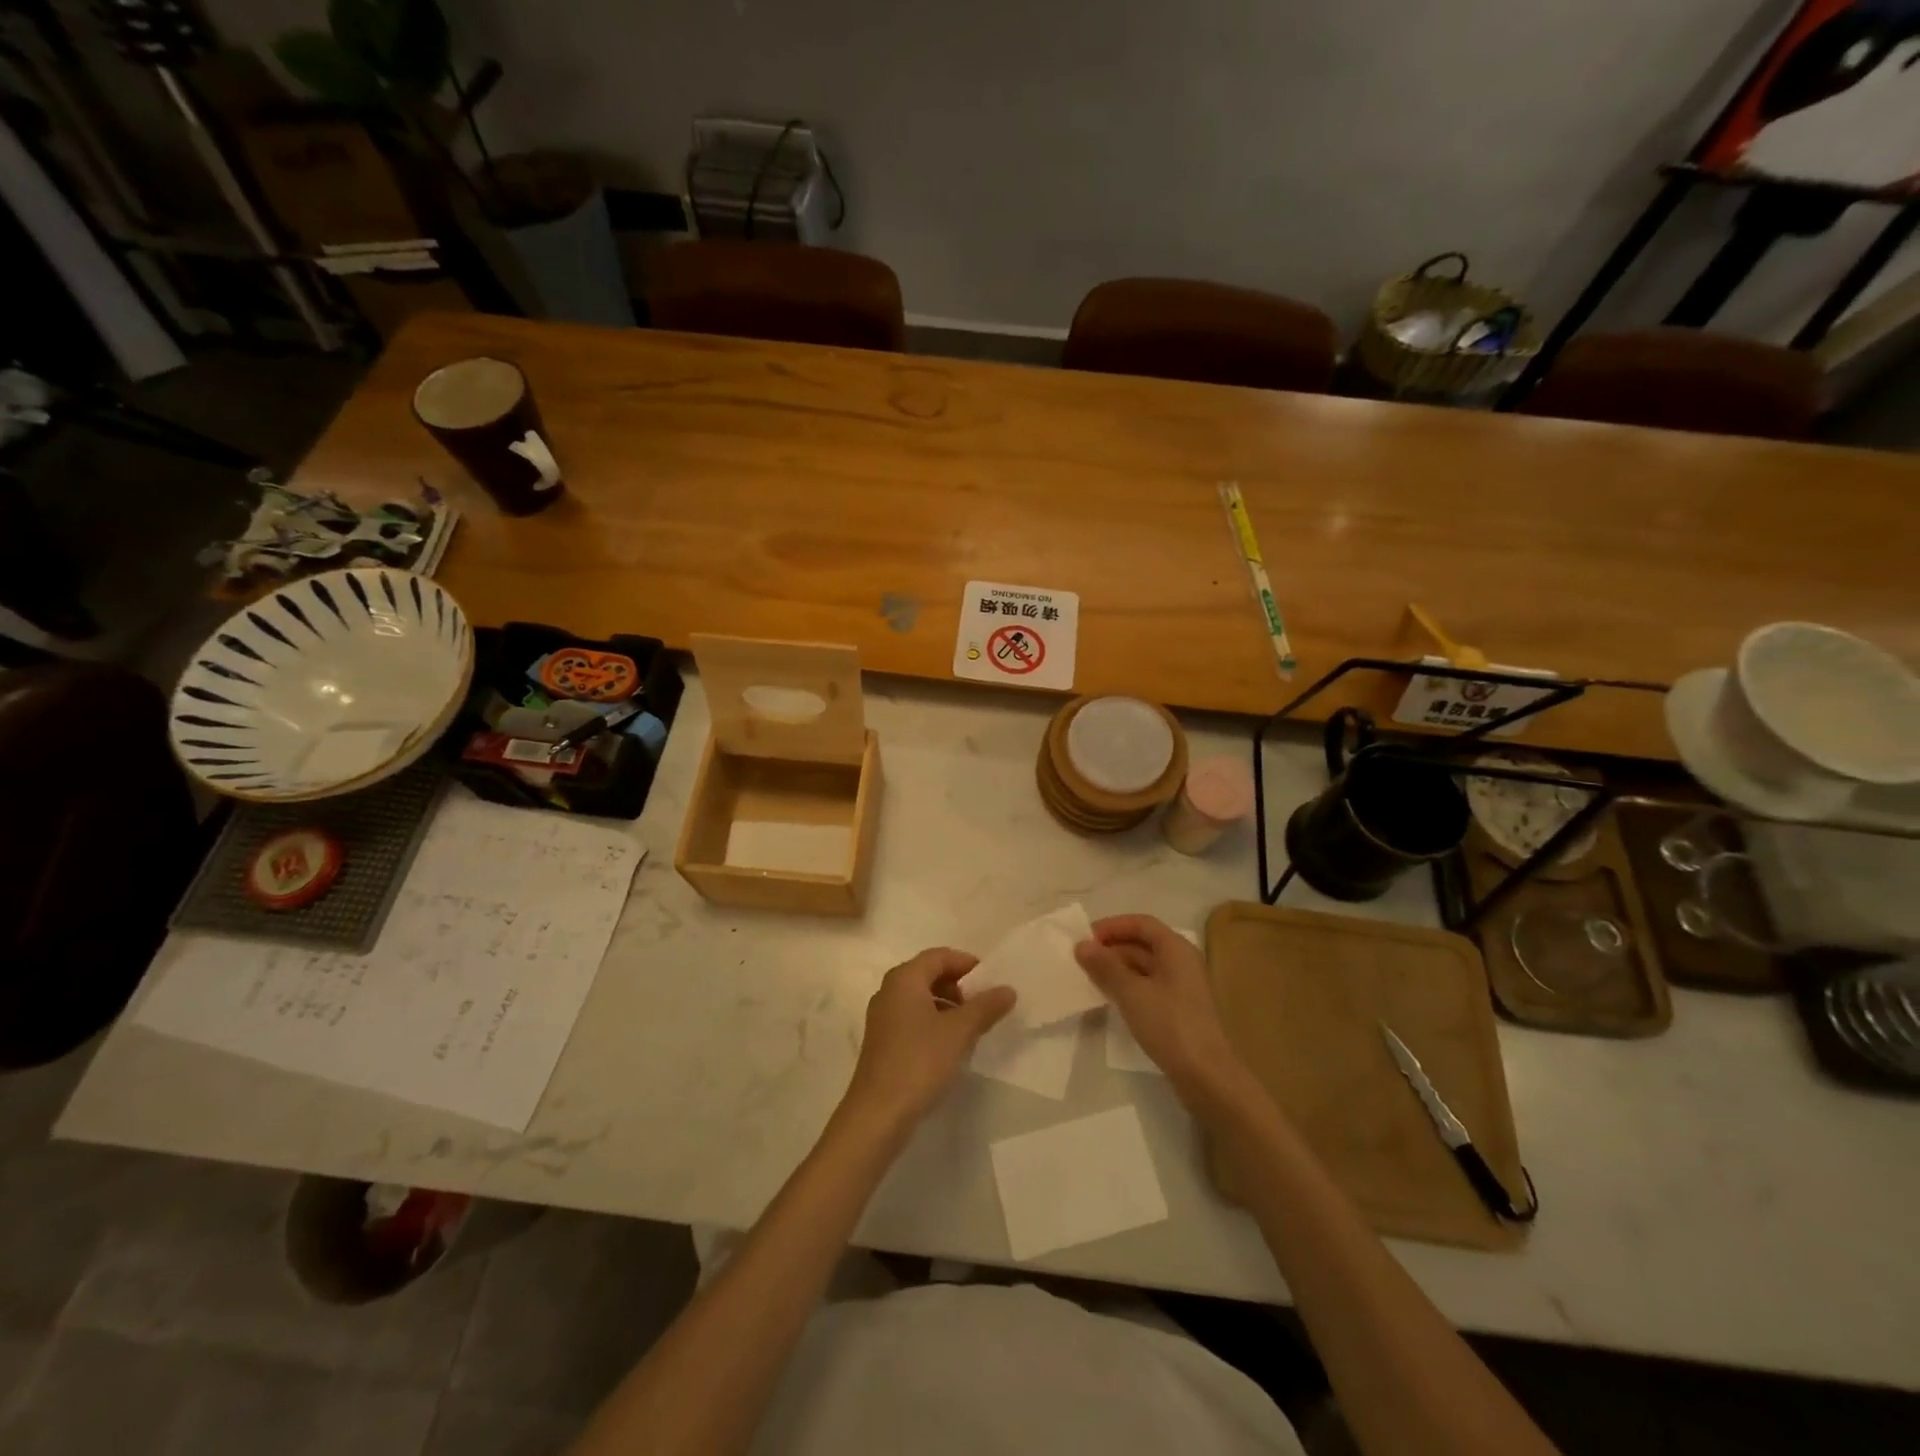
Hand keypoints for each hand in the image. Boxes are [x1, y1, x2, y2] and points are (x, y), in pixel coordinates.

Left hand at [840, 948, 1016, 1133]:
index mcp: (904, 978)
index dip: (967, 964)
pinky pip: (913, 1018)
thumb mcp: (959, 1032)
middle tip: (984, 1005)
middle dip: (959, 986)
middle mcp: (889, 990)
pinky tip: (951, 1046)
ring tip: (972, 1027)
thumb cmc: (919, 1061)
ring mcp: (883, 1017)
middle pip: (929, 974)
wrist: (878, 1113)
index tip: (991, 982)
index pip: (939, 956)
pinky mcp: (882, 1041)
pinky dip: (934, 1022)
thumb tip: (1008, 989)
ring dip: (948, 1006)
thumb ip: (985, 1007)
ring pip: (921, 998)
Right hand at [1076, 915, 1253, 1115]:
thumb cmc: (1170, 1025)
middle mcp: (1181, 962)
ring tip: (1089, 977)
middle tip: (1082, 959)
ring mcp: (1181, 987)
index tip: (1086, 938)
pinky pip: (1148, 986)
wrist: (1205, 1076)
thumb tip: (1082, 945)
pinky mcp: (1178, 1009)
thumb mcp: (1132, 993)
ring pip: (1144, 966)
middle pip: (1143, 943)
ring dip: (1117, 968)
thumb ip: (1105, 966)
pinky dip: (1127, 986)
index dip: (1113, 926)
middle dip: (1112, 948)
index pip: (1141, 924)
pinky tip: (1110, 997)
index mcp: (1176, 949)